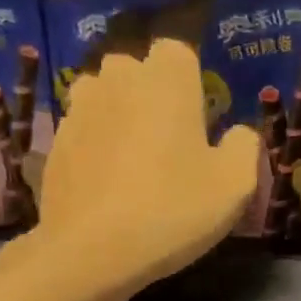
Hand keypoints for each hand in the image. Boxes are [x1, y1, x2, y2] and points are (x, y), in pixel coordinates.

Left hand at [39, 35, 262, 294]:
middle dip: (150, 92)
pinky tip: (107, 181)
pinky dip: (95, 145)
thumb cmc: (173, 209)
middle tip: (169, 138)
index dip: (189, 79)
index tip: (198, 115)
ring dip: (119, 114)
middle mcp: (118, 80)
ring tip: (133, 157)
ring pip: (104, 95)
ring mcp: (80, 109)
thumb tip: (237, 133)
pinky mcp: (55, 142)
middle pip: (136, 69)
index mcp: (166, 80)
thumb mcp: (235, 184)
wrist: (93, 251)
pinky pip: (83, 129)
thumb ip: (244, 146)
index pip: (177, 50)